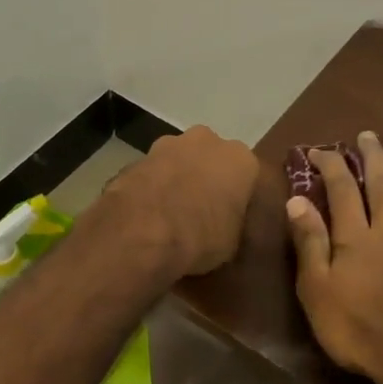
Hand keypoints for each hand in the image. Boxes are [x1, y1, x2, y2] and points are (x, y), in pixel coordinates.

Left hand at [102, 125, 257, 278]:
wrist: (143, 233)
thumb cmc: (201, 237)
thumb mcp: (232, 242)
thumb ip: (233, 222)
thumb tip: (226, 225)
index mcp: (240, 159)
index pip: (246, 174)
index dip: (236, 195)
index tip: (229, 215)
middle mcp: (207, 141)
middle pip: (210, 157)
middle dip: (206, 177)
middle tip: (200, 210)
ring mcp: (168, 144)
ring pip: (179, 160)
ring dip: (176, 178)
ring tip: (169, 213)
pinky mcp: (137, 157)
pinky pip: (152, 173)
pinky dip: (151, 187)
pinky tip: (146, 214)